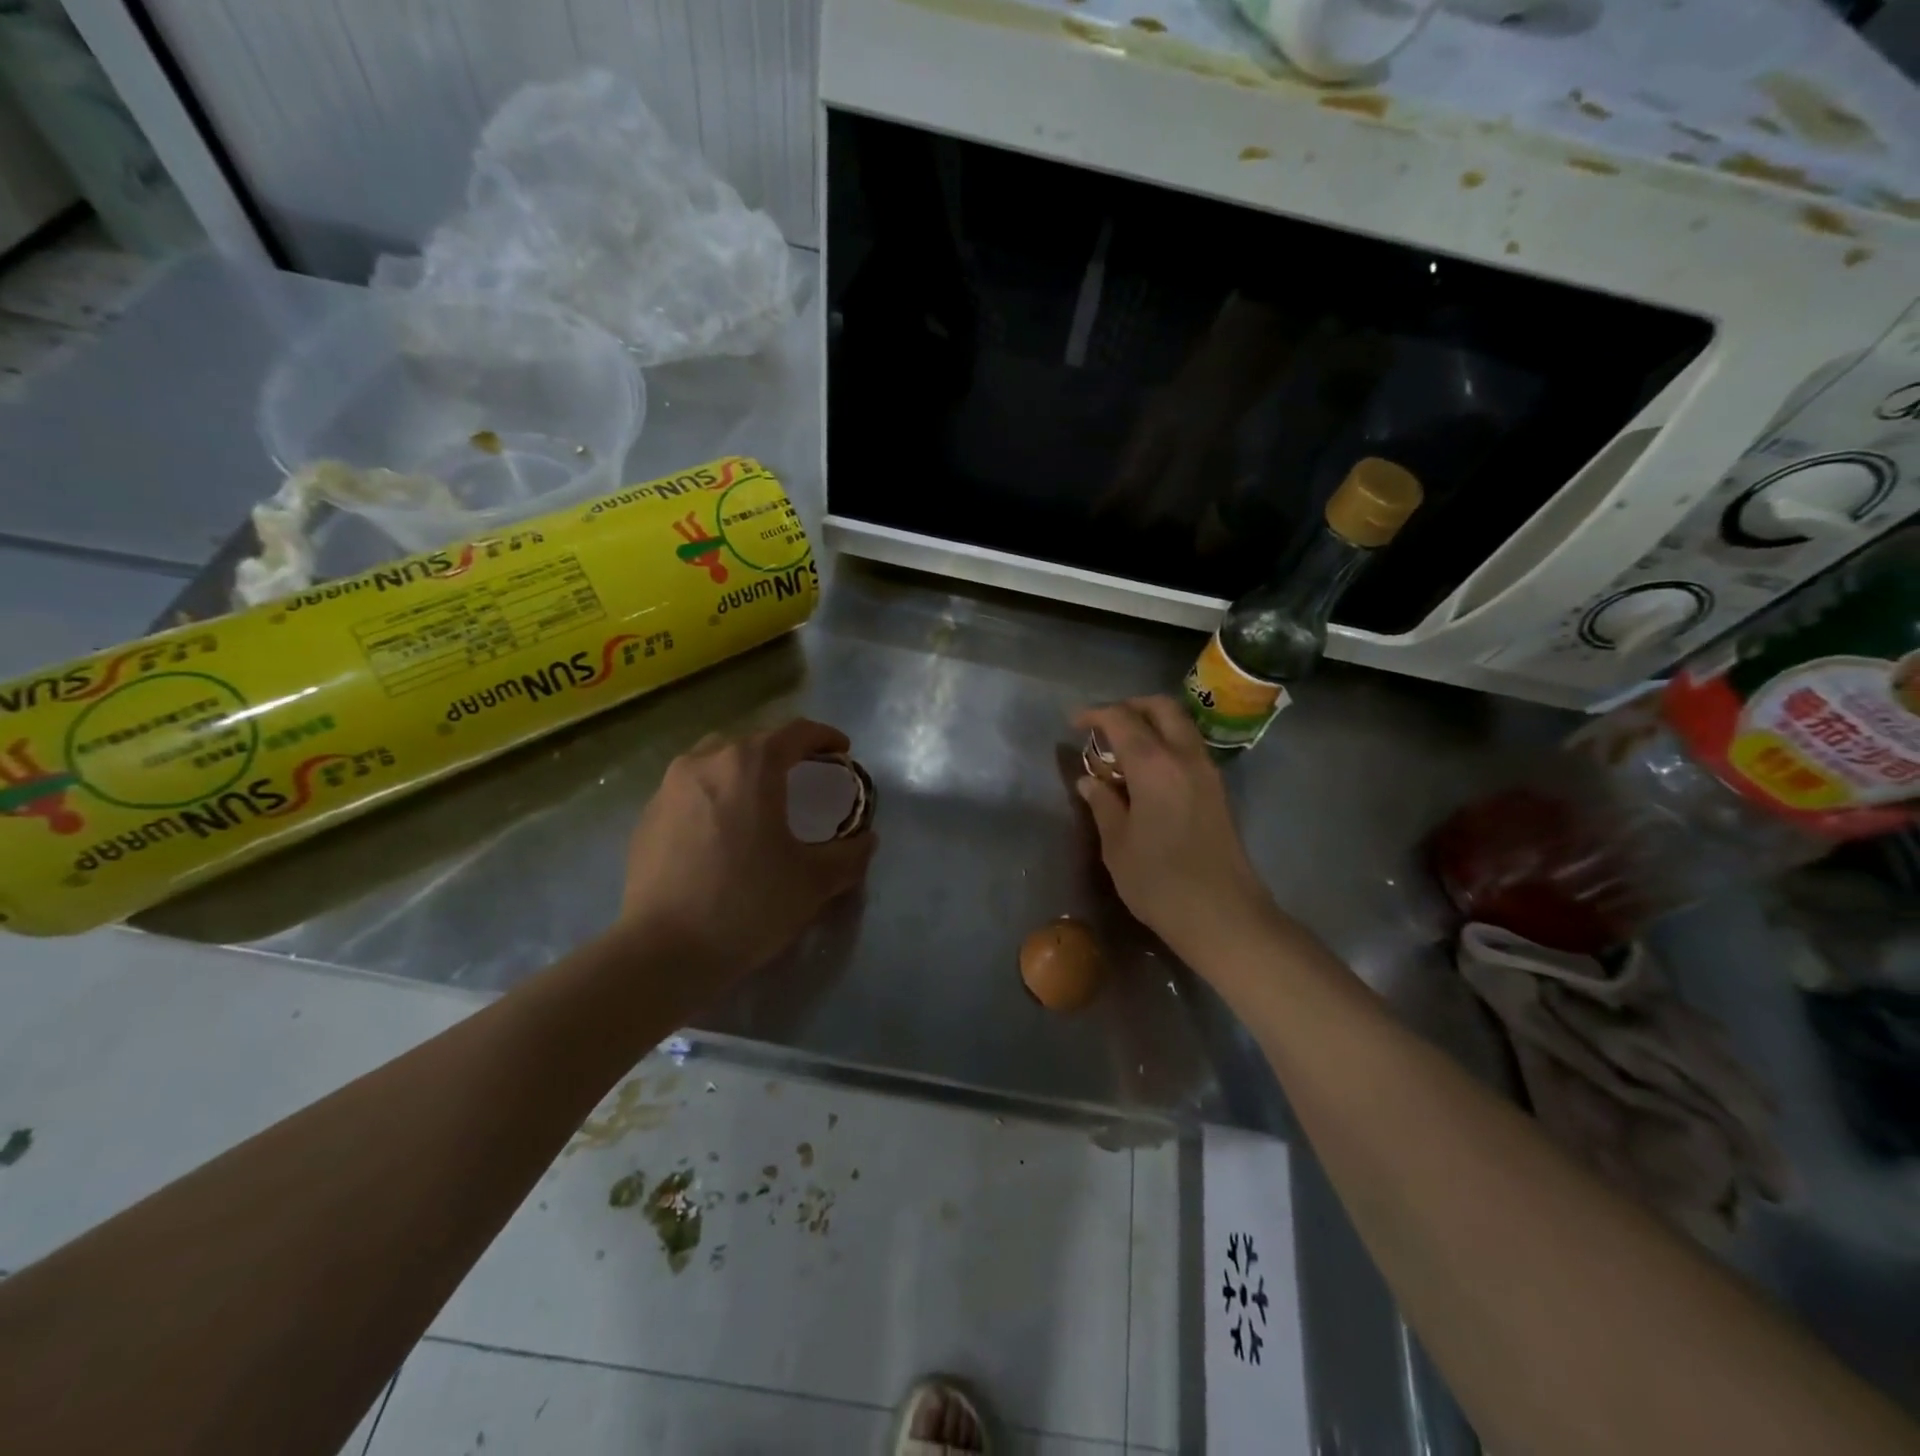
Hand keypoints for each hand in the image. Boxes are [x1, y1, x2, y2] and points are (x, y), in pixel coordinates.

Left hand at [618, 719, 875, 985]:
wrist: (662, 951)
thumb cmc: (747, 904)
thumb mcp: (813, 882)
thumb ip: (849, 855)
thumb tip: (866, 841)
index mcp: (750, 765)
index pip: (795, 732)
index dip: (824, 737)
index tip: (841, 751)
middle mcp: (705, 761)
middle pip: (753, 742)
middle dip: (783, 753)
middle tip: (804, 776)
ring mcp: (668, 787)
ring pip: (716, 761)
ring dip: (744, 770)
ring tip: (760, 799)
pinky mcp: (647, 816)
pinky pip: (690, 790)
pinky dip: (714, 795)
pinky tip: (722, 830)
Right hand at [1074, 697, 1280, 967]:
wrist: (1223, 915)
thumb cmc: (1159, 882)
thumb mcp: (1118, 844)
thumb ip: (1103, 804)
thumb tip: (1090, 781)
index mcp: (1154, 765)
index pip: (1122, 720)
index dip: (1095, 715)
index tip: (1074, 723)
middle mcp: (1185, 757)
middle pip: (1161, 708)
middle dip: (1130, 707)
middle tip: (1103, 725)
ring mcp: (1207, 772)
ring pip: (1180, 725)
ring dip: (1151, 723)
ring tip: (1122, 748)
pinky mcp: (1217, 791)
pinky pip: (1189, 748)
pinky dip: (1166, 743)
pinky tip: (1146, 772)